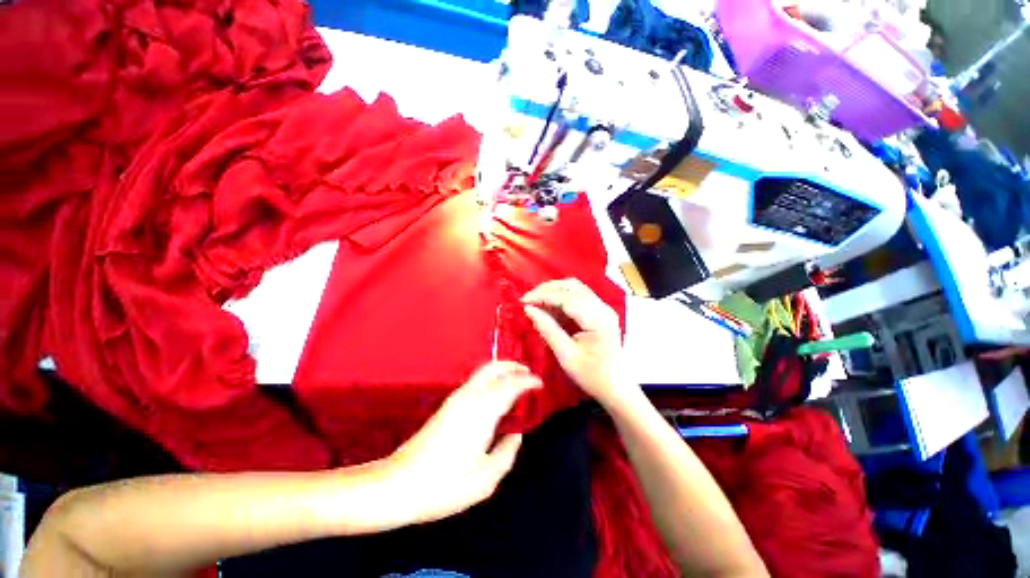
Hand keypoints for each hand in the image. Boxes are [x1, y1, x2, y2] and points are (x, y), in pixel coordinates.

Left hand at [384, 362, 541, 524]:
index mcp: (482, 411)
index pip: (510, 385)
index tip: (540, 383)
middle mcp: (469, 397)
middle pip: (493, 368)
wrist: (399, 484)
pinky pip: (475, 382)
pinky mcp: (448, 405)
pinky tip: (495, 393)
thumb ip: (507, 453)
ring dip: (501, 371)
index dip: (527, 381)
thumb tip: (515, 435)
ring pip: (482, 372)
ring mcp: (456, 399)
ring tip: (515, 379)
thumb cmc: (445, 485)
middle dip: (512, 366)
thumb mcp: (486, 479)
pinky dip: (490, 379)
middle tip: (528, 372)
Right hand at [522, 278, 629, 407]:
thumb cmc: (592, 375)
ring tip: (536, 302)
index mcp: (597, 319)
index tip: (523, 301)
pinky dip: (561, 298)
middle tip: (528, 300)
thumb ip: (547, 329)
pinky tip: (549, 308)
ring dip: (553, 291)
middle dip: (547, 289)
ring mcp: (602, 308)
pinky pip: (578, 296)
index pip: (566, 297)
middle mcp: (602, 307)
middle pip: (571, 286)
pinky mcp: (599, 311)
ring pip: (574, 288)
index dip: (542, 295)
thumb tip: (528, 309)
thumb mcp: (566, 355)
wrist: (616, 387)